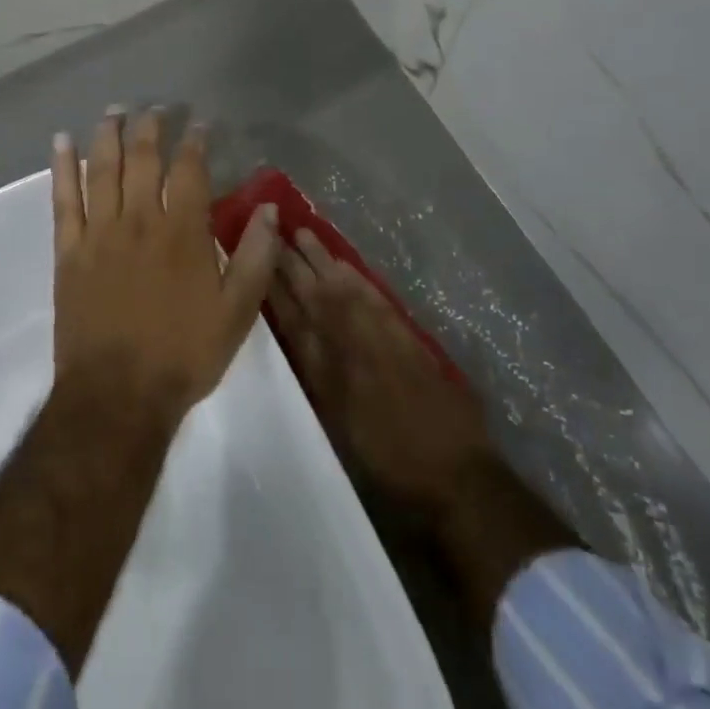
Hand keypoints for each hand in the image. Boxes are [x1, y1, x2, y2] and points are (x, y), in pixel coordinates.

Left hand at [50, 110, 280, 423]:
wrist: (117, 397)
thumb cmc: (183, 353)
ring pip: (102, 169)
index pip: (189, 170)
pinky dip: (61, 167)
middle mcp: (140, 221)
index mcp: (182, 232)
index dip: (195, 141)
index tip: (199, 123)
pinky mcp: (69, 251)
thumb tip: (269, 209)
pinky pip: (63, 200)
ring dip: (108, 135)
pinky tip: (61, 141)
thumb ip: (256, 257)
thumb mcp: (238, 312)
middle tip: (154, 107)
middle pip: (143, 159)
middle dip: (150, 127)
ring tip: (114, 109)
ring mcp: (100, 233)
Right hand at [268, 230, 494, 521]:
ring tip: (302, 234)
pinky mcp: (405, 335)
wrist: (452, 475)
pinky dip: (355, 276)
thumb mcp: (340, 429)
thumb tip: (299, 342)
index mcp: (327, 373)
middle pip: (316, 295)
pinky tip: (343, 264)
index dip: (274, 291)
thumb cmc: (389, 465)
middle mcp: (349, 346)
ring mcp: (379, 336)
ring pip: (342, 287)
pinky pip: (372, 294)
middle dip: (292, 264)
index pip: (293, 320)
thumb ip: (319, 381)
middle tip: (274, 233)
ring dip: (321, 260)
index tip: (257, 261)